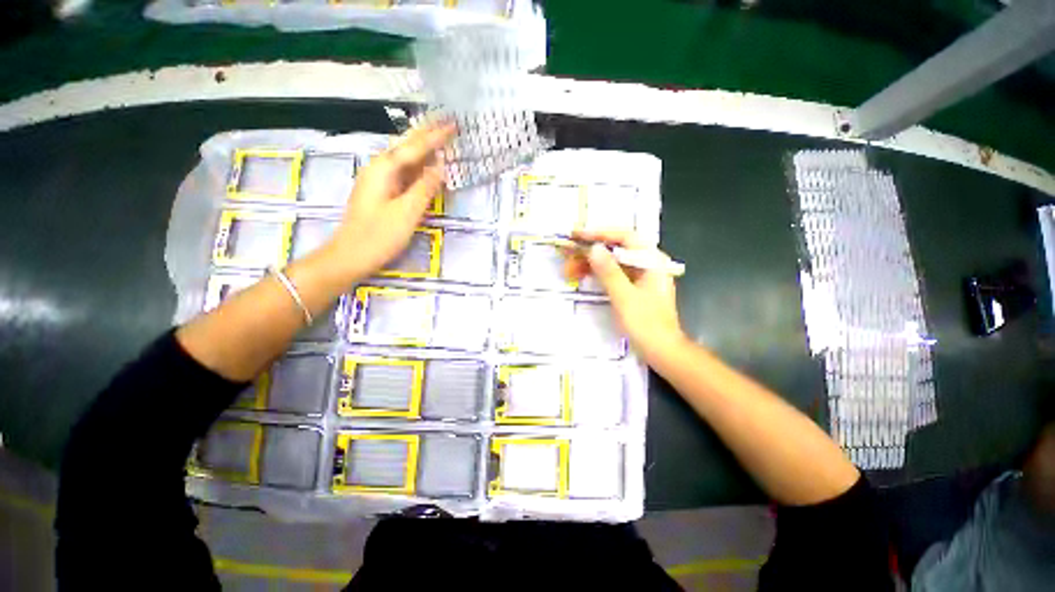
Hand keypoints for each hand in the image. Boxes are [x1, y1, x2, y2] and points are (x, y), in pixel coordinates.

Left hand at [322, 123, 455, 281]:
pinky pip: (403, 173)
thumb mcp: (407, 212)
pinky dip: (417, 166)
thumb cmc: (379, 235)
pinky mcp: (381, 192)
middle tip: (447, 122)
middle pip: (407, 147)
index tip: (454, 124)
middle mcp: (379, 169)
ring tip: (440, 137)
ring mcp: (378, 180)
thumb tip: (441, 167)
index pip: (415, 148)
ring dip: (423, 148)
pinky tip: (426, 165)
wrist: (351, 255)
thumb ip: (425, 188)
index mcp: (385, 169)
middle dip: (427, 134)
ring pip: (405, 159)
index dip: (435, 136)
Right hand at [568, 229, 686, 361]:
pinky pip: (612, 274)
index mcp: (651, 261)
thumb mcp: (625, 297)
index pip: (625, 237)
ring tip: (569, 268)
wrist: (662, 352)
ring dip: (590, 263)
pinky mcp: (633, 288)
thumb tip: (594, 248)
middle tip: (568, 253)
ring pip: (612, 262)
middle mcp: (647, 264)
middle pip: (616, 248)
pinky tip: (581, 275)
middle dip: (591, 250)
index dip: (600, 233)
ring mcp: (640, 276)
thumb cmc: (647, 325)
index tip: (577, 235)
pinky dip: (596, 274)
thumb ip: (609, 272)